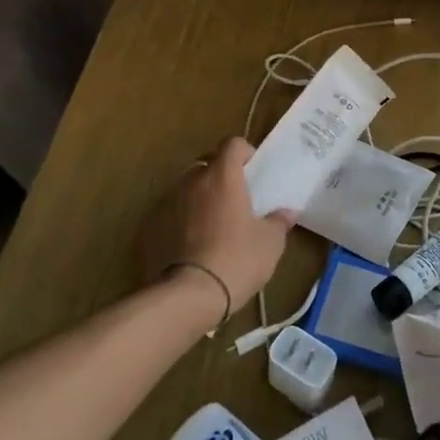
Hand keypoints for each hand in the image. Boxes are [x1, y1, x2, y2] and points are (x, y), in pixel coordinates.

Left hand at [151, 138, 292, 318]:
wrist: (190, 296)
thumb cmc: (238, 259)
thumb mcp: (271, 242)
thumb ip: (278, 221)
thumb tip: (286, 212)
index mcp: (223, 177)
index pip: (232, 144)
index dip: (245, 152)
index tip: (254, 170)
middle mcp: (193, 183)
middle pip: (207, 165)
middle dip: (221, 176)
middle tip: (236, 199)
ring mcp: (168, 204)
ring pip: (188, 189)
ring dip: (201, 198)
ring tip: (215, 224)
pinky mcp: (152, 228)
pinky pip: (173, 214)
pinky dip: (184, 220)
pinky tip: (194, 244)